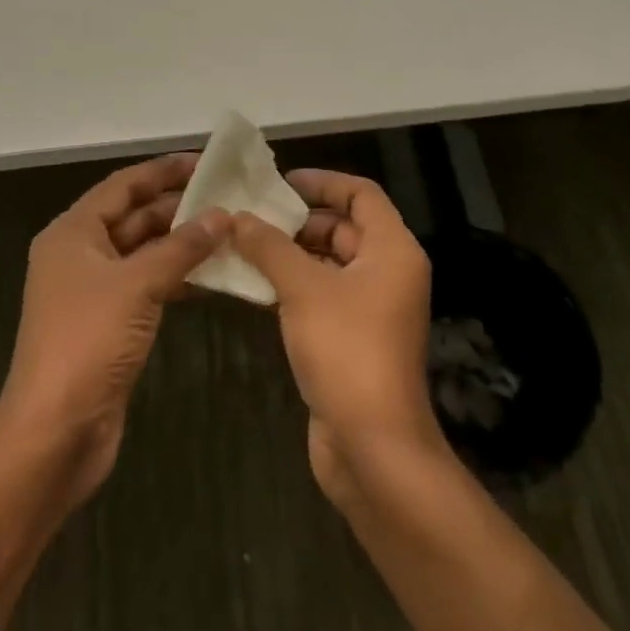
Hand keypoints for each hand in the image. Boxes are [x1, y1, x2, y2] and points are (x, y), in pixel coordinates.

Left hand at [0, 153, 227, 508]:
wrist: (54, 434)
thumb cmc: (88, 343)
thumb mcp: (137, 286)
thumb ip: (181, 248)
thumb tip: (223, 215)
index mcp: (72, 233)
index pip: (122, 186)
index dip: (163, 171)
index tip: (205, 162)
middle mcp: (79, 255)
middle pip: (133, 217)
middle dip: (177, 207)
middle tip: (227, 197)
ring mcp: (94, 292)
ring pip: (143, 253)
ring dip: (181, 244)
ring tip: (228, 232)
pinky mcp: (109, 324)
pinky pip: (147, 286)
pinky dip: (176, 278)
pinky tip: (211, 277)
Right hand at [229, 169, 441, 505]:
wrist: (373, 449)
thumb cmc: (346, 351)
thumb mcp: (303, 289)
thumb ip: (270, 247)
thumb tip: (237, 217)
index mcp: (392, 250)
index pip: (361, 194)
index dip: (323, 182)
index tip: (281, 183)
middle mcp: (388, 272)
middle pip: (343, 227)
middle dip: (298, 220)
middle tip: (251, 216)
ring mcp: (371, 308)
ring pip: (329, 263)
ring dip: (290, 254)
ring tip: (242, 245)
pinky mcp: (353, 338)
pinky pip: (322, 295)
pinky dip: (292, 286)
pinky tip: (253, 285)